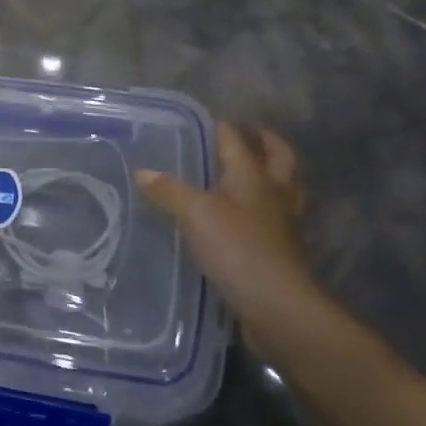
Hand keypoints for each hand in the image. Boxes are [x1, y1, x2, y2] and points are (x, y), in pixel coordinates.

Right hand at [136, 122, 314, 356]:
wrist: (278, 307)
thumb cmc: (238, 249)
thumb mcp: (195, 214)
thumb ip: (169, 190)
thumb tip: (142, 171)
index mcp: (253, 176)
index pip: (236, 139)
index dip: (222, 126)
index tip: (205, 119)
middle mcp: (274, 194)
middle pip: (278, 157)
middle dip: (264, 141)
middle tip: (247, 133)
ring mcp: (283, 224)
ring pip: (283, 188)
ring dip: (271, 175)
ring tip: (248, 172)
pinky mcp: (281, 252)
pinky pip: (275, 219)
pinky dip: (264, 210)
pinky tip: (244, 218)